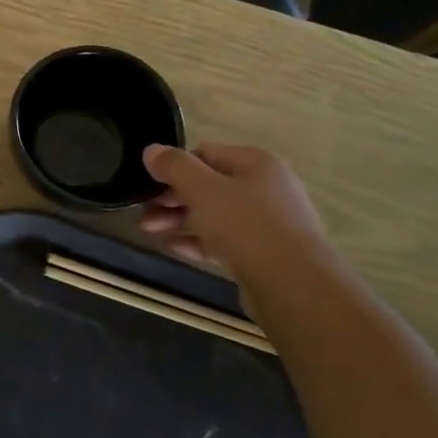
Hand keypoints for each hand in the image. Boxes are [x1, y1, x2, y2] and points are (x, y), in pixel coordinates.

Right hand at [141, 143, 335, 286]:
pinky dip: (197, 241)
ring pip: (214, 214)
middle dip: (172, 197)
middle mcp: (266, 188)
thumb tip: (151, 150)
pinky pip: (224, 240)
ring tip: (148, 231)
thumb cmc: (247, 226)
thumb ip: (175, 167)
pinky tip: (173, 248)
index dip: (173, 166)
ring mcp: (267, 222)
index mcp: (257, 164)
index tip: (148, 185)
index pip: (205, 153)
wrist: (294, 287)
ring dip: (179, 220)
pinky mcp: (264, 253)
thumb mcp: (203, 189)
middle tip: (143, 211)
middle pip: (208, 185)